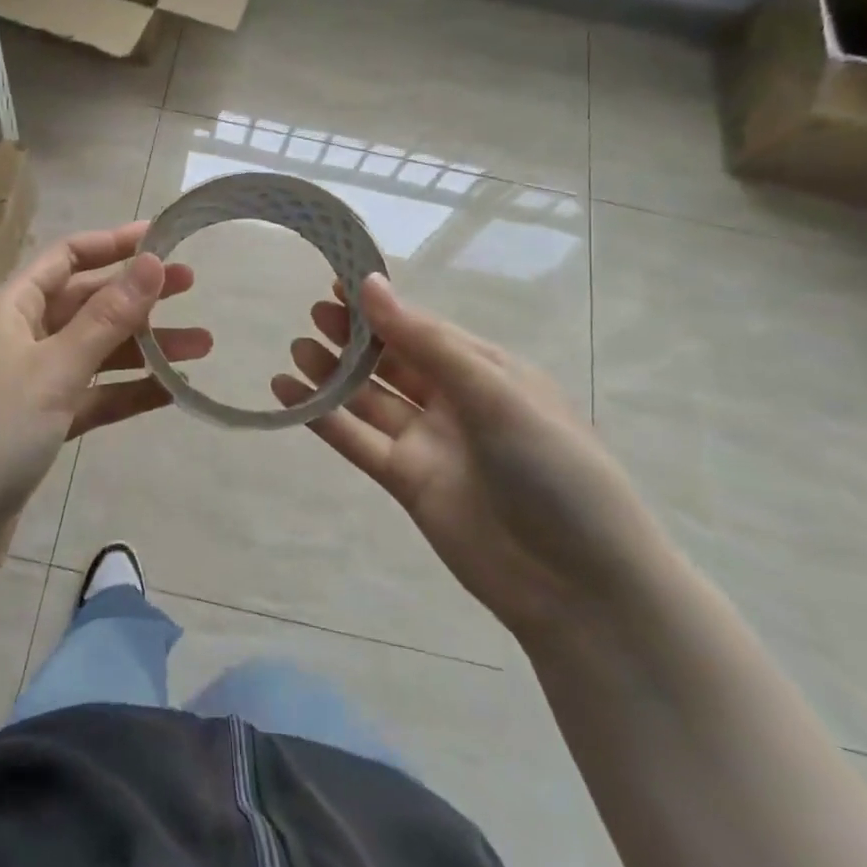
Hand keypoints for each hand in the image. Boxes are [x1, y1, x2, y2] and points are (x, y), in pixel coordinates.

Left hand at [0, 223, 208, 587]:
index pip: (67, 257)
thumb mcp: (54, 368)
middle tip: (194, 288)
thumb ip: (107, 317)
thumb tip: (153, 261)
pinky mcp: (37, 426)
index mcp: (10, 308)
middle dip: (138, 296)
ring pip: (94, 352)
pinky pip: (90, 396)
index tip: (165, 238)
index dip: (115, 243)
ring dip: (143, 348)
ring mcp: (27, 383)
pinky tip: (171, 392)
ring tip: (202, 346)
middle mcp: (18, 336)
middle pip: (85, 302)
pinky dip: (126, 392)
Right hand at [271, 274, 667, 640]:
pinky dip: (322, 417)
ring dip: (333, 373)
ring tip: (296, 349)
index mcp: (486, 370)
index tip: (337, 279)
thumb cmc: (554, 471)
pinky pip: (356, 439)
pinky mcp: (405, 481)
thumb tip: (370, 285)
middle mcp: (454, 400)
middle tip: (313, 313)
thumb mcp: (496, 394)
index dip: (381, 303)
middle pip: (392, 359)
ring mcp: (427, 442)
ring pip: (369, 397)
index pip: (423, 326)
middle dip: (354, 335)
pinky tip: (288, 394)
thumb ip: (426, 342)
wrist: (579, 587)